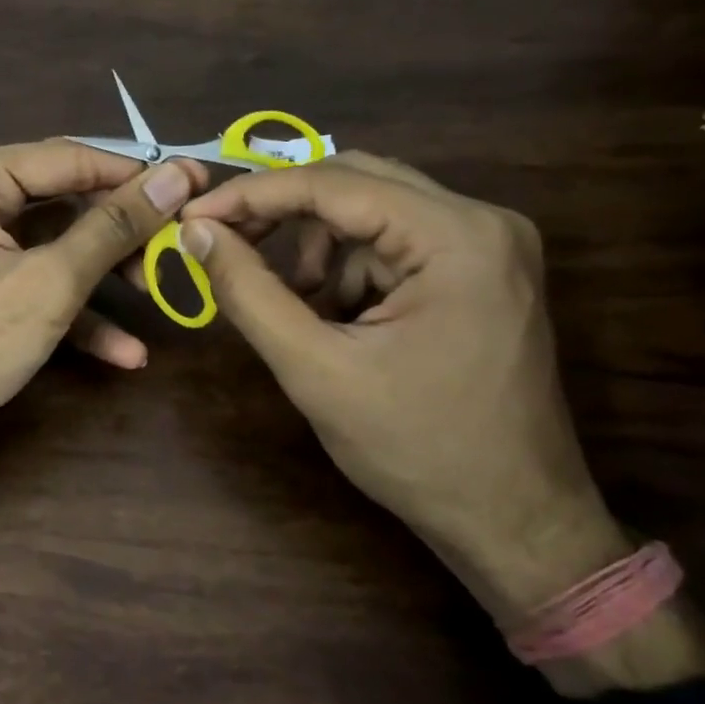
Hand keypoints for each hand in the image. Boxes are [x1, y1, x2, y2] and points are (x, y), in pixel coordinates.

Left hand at [0, 140, 204, 588]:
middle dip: (122, 230)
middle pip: (66, 201)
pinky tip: (125, 352)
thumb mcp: (48, 283)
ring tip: (160, 295)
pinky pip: (40, 285)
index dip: (135, 172)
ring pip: (58, 247)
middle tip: (180, 244)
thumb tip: (176, 176)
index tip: (196, 184)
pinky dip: (79, 313)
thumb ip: (113, 227)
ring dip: (106, 276)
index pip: (69, 157)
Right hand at [178, 153, 626, 618]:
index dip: (252, 194)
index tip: (191, 215)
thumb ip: (248, 291)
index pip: (334, 183)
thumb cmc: (416, 449)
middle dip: (283, 212)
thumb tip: (195, 230)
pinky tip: (332, 316)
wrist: (514, 522)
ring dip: (316, 246)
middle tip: (224, 241)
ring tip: (292, 304)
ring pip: (372, 210)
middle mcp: (483, 221)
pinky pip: (394, 242)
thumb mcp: (315, 368)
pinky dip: (347, 267)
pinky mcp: (482, 271)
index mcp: (457, 237)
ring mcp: (489, 245)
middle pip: (356, 181)